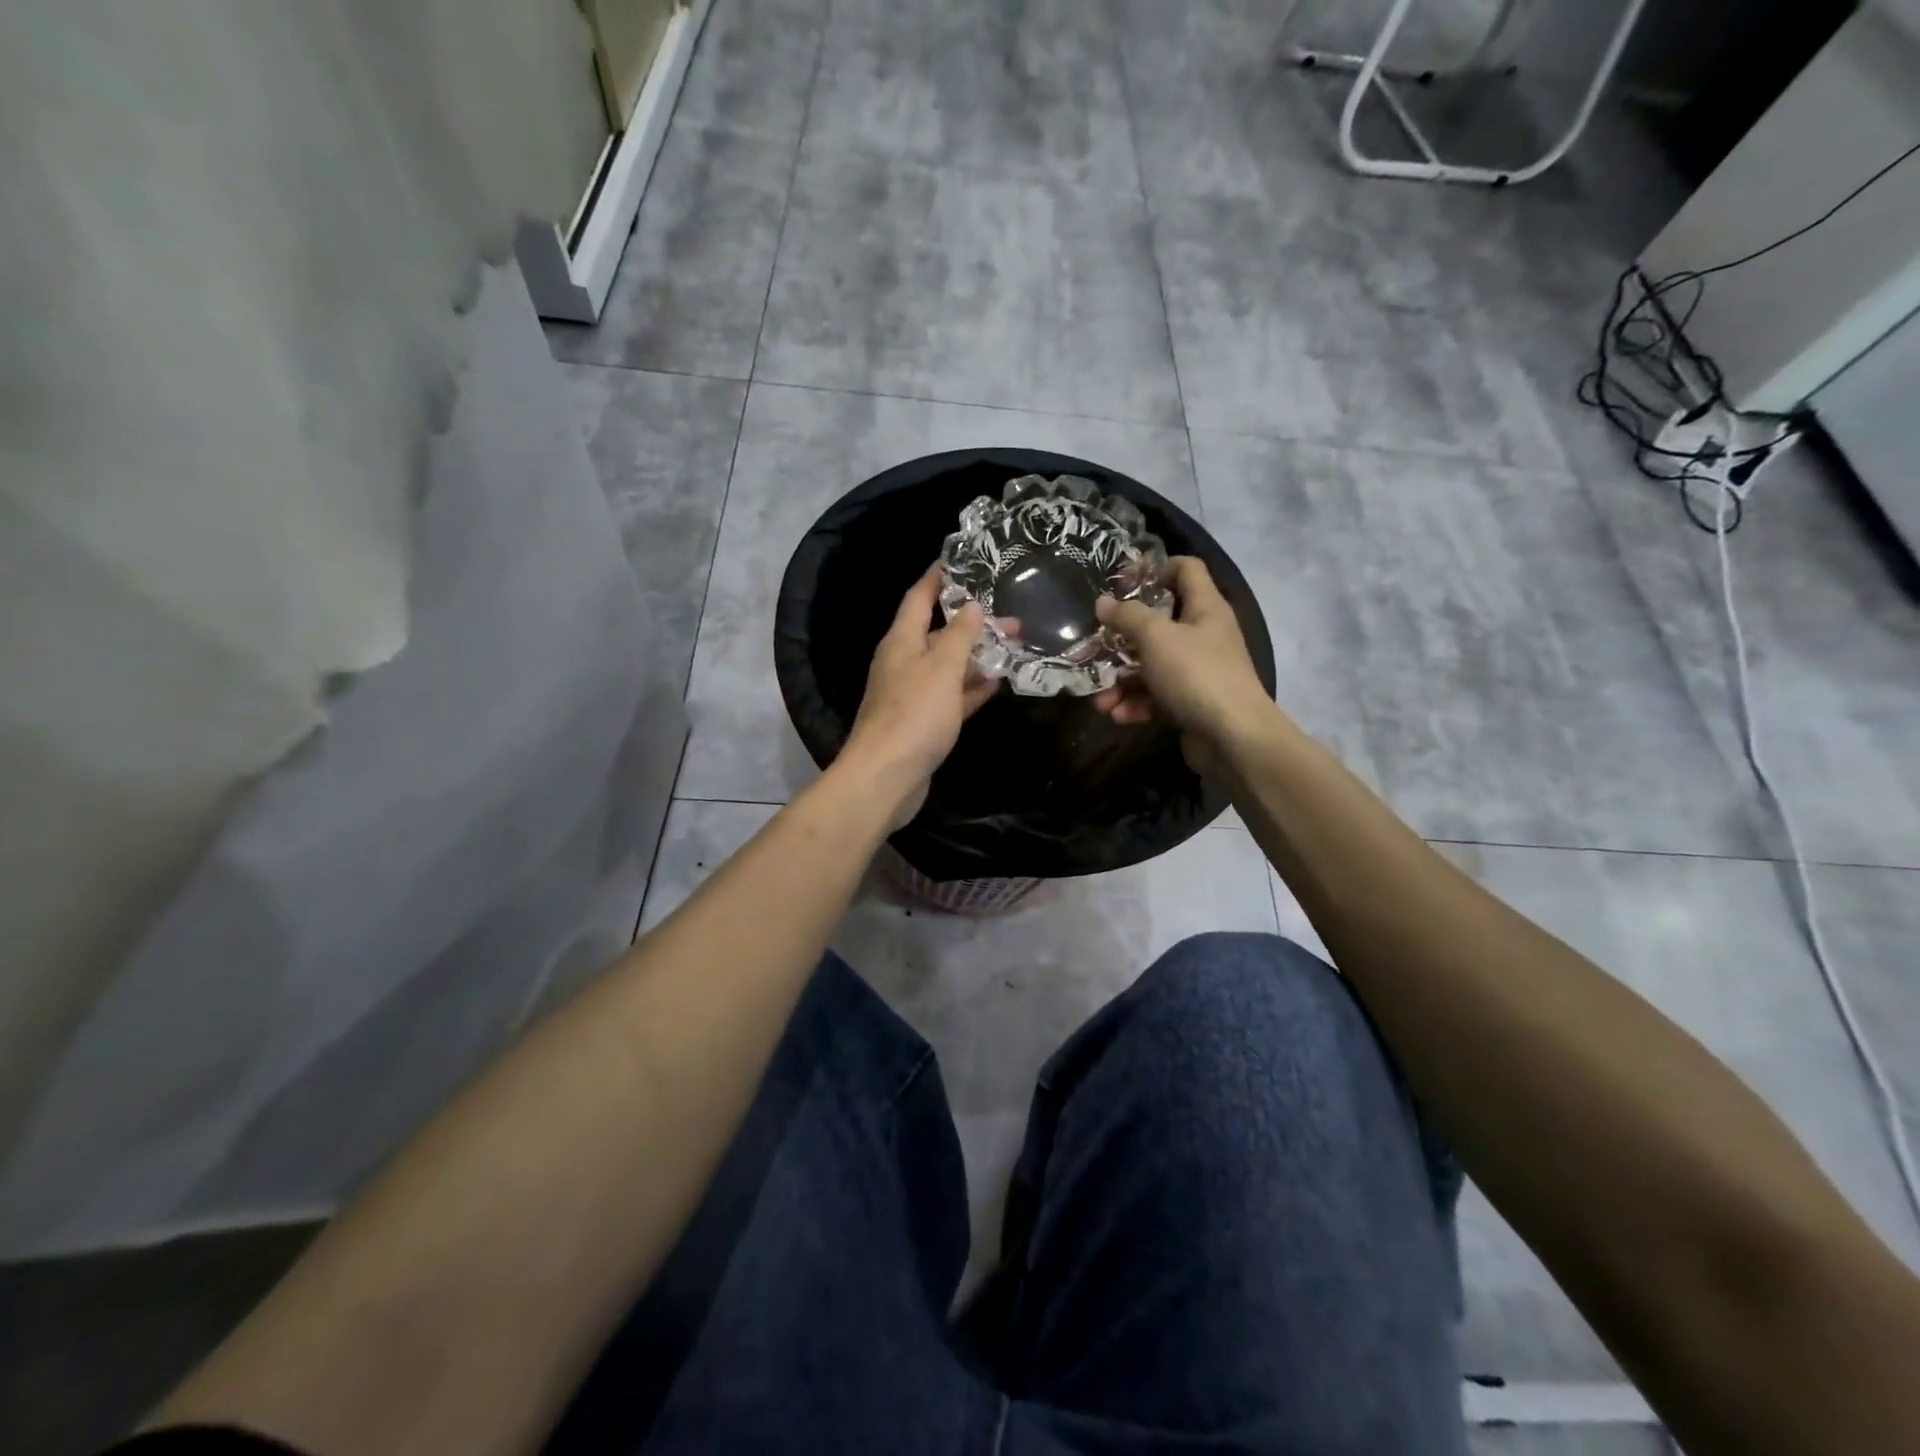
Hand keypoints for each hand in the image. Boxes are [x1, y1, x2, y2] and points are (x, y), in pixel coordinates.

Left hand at [839, 568, 998, 822]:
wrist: (886, 777)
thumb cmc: (913, 715)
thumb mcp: (941, 668)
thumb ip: (959, 635)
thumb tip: (971, 606)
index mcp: (901, 641)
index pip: (919, 597)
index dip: (938, 577)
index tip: (962, 560)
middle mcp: (904, 662)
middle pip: (938, 632)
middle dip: (972, 622)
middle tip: (1010, 614)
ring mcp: (913, 694)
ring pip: (948, 666)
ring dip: (977, 656)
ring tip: (1013, 644)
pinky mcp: (924, 722)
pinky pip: (952, 696)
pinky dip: (972, 688)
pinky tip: (998, 683)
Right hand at [1091, 557, 1273, 773]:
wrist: (1233, 737)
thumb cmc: (1196, 674)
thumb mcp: (1156, 637)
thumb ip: (1127, 616)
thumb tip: (1103, 603)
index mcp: (1205, 608)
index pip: (1186, 569)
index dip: (1155, 568)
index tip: (1122, 581)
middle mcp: (1204, 635)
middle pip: (1159, 624)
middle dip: (1123, 638)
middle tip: (1095, 645)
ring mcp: (1198, 672)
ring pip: (1152, 666)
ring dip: (1122, 682)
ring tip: (1100, 700)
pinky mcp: (1191, 703)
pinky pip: (1156, 697)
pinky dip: (1136, 705)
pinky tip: (1117, 716)